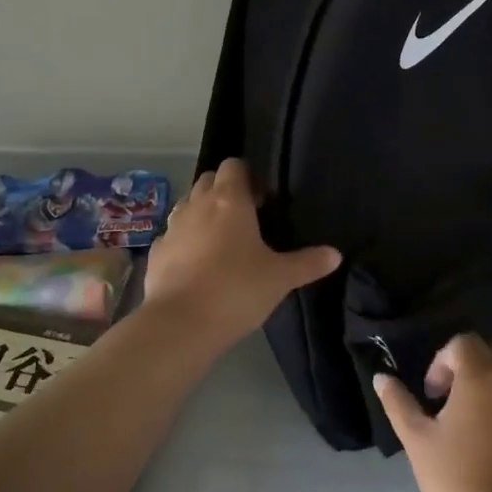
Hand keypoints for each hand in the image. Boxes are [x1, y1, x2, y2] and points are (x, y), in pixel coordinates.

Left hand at [145, 159, 341, 342]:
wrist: (180, 325)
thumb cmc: (236, 290)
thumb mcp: (280, 278)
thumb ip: (308, 263)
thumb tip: (336, 254)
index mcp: (229, 200)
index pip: (234, 166)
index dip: (248, 176)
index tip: (263, 200)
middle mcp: (197, 205)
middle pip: (208, 181)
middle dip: (224, 191)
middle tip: (245, 218)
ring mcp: (172, 228)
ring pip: (187, 206)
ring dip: (202, 214)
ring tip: (221, 242)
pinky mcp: (155, 254)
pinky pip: (172, 236)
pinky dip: (184, 242)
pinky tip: (196, 265)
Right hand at [373, 333, 491, 491]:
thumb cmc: (453, 480)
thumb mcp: (417, 440)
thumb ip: (398, 402)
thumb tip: (381, 377)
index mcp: (480, 378)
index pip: (464, 343)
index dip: (443, 361)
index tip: (433, 394)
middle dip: (470, 368)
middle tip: (453, 403)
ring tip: (478, 426)